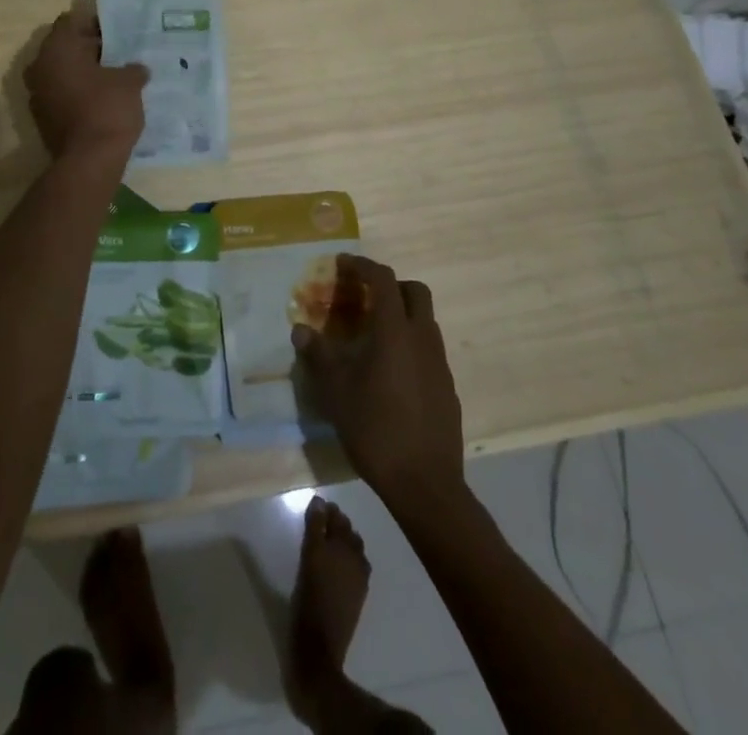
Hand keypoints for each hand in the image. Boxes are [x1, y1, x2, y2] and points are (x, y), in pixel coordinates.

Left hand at [24, 3, 148, 160]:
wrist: (89, 160)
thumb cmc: (108, 108)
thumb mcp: (130, 82)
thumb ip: (132, 69)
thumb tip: (136, 69)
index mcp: (57, 49)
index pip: (71, 21)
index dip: (95, 23)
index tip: (117, 32)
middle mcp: (40, 66)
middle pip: (65, 47)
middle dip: (90, 48)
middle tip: (118, 53)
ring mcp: (37, 93)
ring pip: (62, 71)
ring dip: (83, 72)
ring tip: (113, 76)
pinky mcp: (42, 116)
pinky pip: (61, 93)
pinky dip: (78, 92)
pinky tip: (102, 98)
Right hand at [292, 254, 464, 509]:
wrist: (425, 484)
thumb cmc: (375, 428)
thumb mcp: (336, 390)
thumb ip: (318, 354)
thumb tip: (300, 330)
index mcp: (395, 330)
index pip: (383, 279)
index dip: (362, 266)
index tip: (343, 264)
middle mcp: (422, 338)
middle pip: (414, 291)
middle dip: (390, 286)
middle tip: (364, 297)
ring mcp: (439, 364)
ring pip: (425, 321)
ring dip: (402, 316)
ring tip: (373, 336)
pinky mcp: (447, 388)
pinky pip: (429, 350)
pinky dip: (410, 345)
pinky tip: (390, 373)